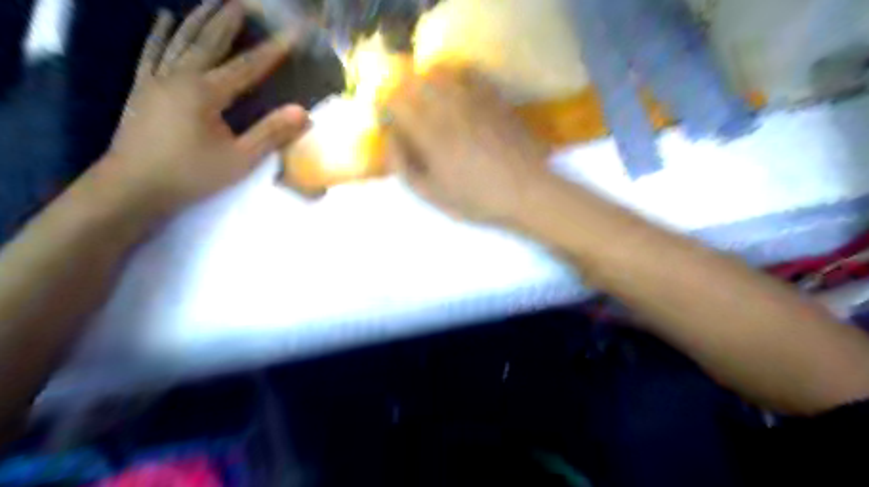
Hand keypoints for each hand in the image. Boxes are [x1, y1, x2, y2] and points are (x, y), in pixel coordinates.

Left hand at [96, 0, 310, 216]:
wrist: (133, 186)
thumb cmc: (192, 174)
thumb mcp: (240, 159)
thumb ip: (270, 133)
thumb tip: (303, 112)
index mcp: (206, 93)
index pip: (248, 66)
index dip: (273, 49)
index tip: (292, 32)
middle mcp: (180, 76)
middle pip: (210, 41)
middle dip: (229, 20)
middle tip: (245, 0)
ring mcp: (157, 79)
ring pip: (180, 40)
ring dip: (198, 18)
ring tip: (212, 0)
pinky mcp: (142, 87)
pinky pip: (151, 52)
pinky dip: (159, 33)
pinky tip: (163, 17)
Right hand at [384, 65, 548, 221]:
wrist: (527, 192)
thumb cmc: (477, 200)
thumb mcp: (433, 194)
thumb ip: (404, 166)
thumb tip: (390, 138)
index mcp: (429, 134)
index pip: (395, 101)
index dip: (385, 104)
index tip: (387, 116)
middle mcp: (448, 109)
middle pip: (414, 81)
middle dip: (402, 89)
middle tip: (403, 105)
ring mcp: (474, 99)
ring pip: (440, 72)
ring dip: (426, 79)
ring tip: (427, 94)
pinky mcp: (495, 98)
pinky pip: (470, 74)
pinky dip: (456, 75)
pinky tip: (456, 89)